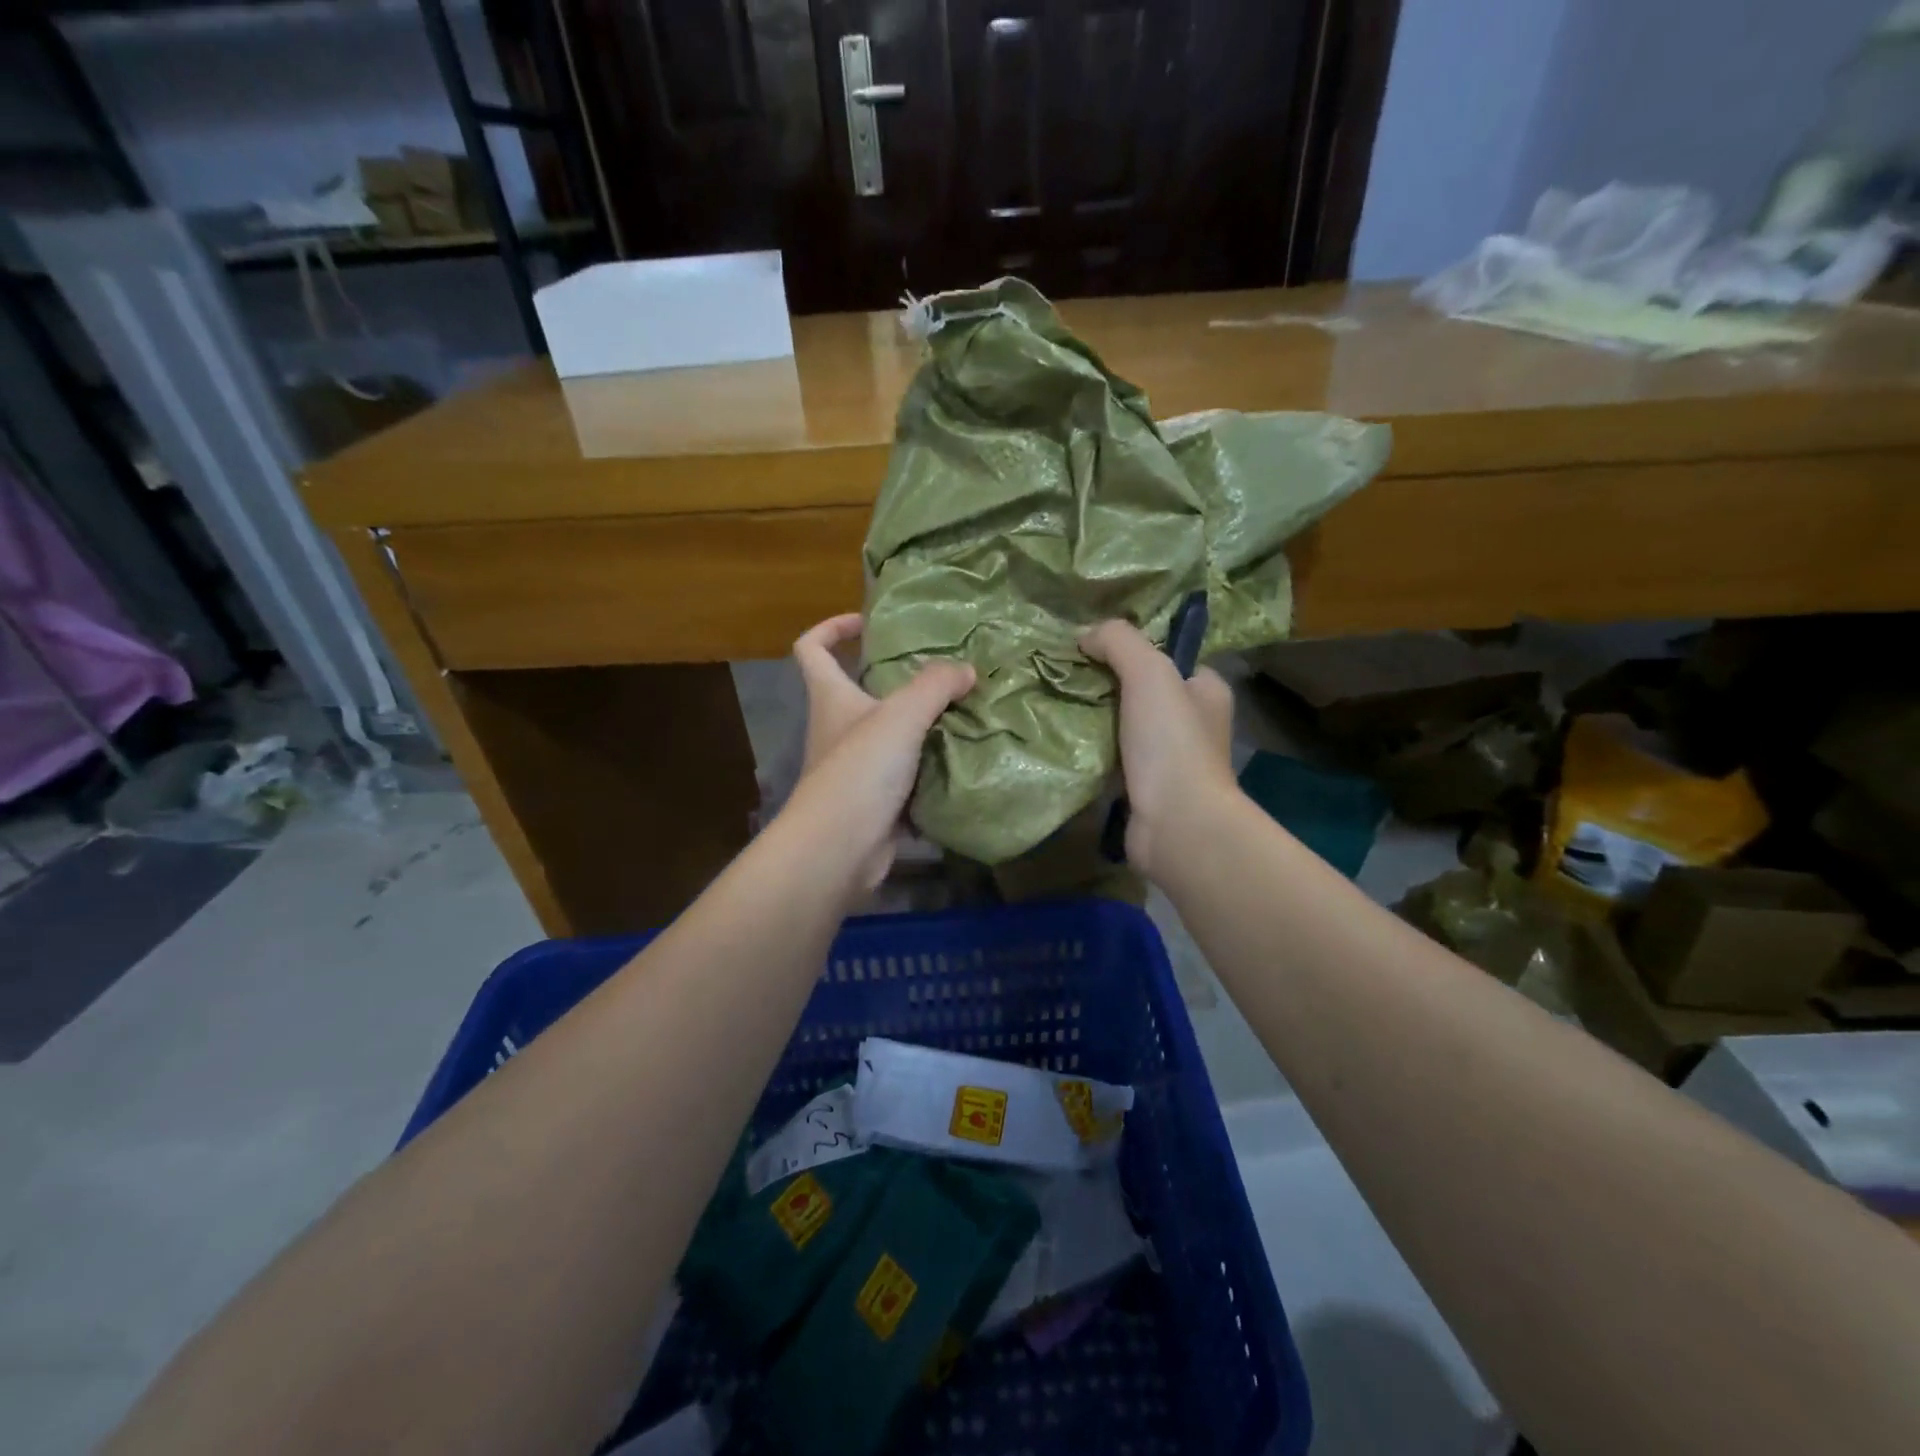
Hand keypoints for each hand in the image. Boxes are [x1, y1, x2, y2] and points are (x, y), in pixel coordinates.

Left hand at [784, 614, 974, 889]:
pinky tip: (964, 760)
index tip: (867, 622)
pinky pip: (907, 774)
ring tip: (964, 712)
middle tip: (942, 673)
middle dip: (897, 679)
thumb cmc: (860, 770)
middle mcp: (837, 728)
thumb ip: (935, 685)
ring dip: (921, 725)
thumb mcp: (901, 715)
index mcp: (830, 697)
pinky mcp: (875, 800)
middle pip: (859, 690)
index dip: (832, 627)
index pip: (811, 648)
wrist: (840, 849)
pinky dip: (930, 767)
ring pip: (890, 734)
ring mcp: (855, 767)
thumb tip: (966, 670)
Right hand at [1080, 619, 1237, 877]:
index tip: (1091, 647)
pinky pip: (1112, 759)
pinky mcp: (1145, 789)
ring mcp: (1169, 760)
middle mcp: (1193, 723)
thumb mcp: (1148, 672)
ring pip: (1124, 726)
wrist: (1176, 824)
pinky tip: (1063, 743)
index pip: (1169, 657)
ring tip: (1055, 704)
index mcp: (1206, 691)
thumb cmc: (1171, 742)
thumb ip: (1118, 641)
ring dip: (1094, 720)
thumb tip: (1084, 634)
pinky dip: (1091, 752)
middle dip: (1105, 684)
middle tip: (1064, 676)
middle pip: (1142, 691)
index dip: (1133, 648)